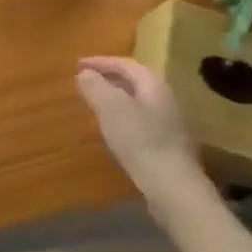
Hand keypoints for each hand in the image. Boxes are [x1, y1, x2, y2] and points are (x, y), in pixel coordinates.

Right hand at [76, 56, 197, 198]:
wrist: (174, 189)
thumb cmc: (140, 140)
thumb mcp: (110, 106)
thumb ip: (95, 86)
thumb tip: (85, 74)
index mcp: (153, 85)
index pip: (125, 64)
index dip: (100, 61)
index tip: (78, 65)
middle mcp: (165, 100)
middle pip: (134, 82)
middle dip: (109, 79)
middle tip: (86, 82)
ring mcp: (170, 125)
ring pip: (138, 104)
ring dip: (115, 100)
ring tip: (95, 105)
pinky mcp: (168, 148)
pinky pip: (141, 123)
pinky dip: (123, 120)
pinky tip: (113, 132)